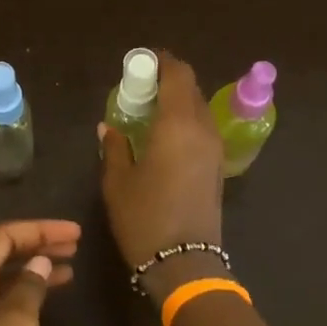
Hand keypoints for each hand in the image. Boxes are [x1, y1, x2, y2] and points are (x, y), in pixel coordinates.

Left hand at [0, 219, 80, 325]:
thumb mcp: (16, 324)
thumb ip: (29, 287)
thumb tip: (38, 264)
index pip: (0, 237)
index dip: (39, 230)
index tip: (76, 234)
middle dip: (36, 246)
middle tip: (76, 246)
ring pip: (0, 282)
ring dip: (32, 272)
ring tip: (70, 270)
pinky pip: (1, 306)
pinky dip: (25, 298)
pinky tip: (47, 304)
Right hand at [99, 52, 224, 295]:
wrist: (185, 263)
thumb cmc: (144, 218)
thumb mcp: (118, 182)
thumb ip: (115, 147)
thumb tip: (109, 127)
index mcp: (177, 124)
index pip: (177, 75)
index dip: (161, 62)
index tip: (141, 62)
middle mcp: (202, 129)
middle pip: (191, 88)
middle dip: (168, 80)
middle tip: (140, 87)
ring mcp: (214, 149)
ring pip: (199, 108)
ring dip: (178, 101)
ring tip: (149, 111)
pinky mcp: (217, 167)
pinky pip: (202, 129)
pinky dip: (185, 121)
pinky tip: (163, 136)